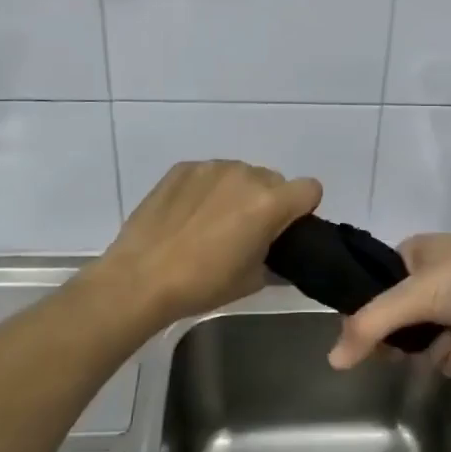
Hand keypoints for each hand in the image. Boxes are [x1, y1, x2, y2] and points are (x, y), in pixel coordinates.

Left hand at [92, 160, 321, 327]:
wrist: (140, 278)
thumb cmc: (203, 284)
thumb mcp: (253, 280)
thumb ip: (277, 258)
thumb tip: (279, 253)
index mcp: (269, 203)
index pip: (310, 189)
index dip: (302, 209)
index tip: (285, 229)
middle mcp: (245, 174)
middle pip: (274, 180)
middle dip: (268, 201)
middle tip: (246, 232)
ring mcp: (211, 167)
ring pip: (241, 173)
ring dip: (237, 193)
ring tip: (212, 223)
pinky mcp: (182, 167)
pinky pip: (210, 173)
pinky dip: (208, 189)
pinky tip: (188, 216)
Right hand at [328, 234, 450, 377]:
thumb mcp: (416, 295)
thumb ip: (370, 326)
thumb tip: (332, 360)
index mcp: (414, 252)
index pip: (374, 290)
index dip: (372, 318)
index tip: (373, 341)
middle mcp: (434, 276)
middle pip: (402, 324)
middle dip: (415, 340)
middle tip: (417, 344)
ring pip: (430, 344)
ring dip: (444, 348)